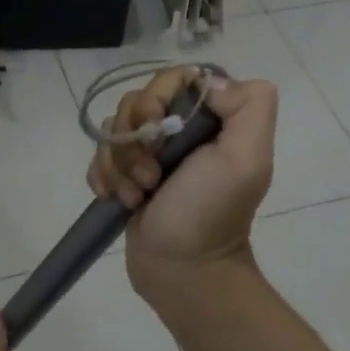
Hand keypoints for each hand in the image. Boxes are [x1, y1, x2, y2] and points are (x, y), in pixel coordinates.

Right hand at [86, 67, 276, 310]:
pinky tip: (120, 201)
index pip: (173, 79)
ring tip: (138, 197)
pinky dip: (104, 178)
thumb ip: (248, 106)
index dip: (155, 97)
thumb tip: (211, 83)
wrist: (182, 271)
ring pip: (114, 130)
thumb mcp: (247, 158)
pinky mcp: (126, 176)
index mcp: (211, 119)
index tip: (157, 129)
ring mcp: (150, 153)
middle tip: (150, 176)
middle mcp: (181, 130)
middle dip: (134, 140)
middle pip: (136, 102)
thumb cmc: (210, 213)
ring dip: (119, 165)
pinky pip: (100, 157)